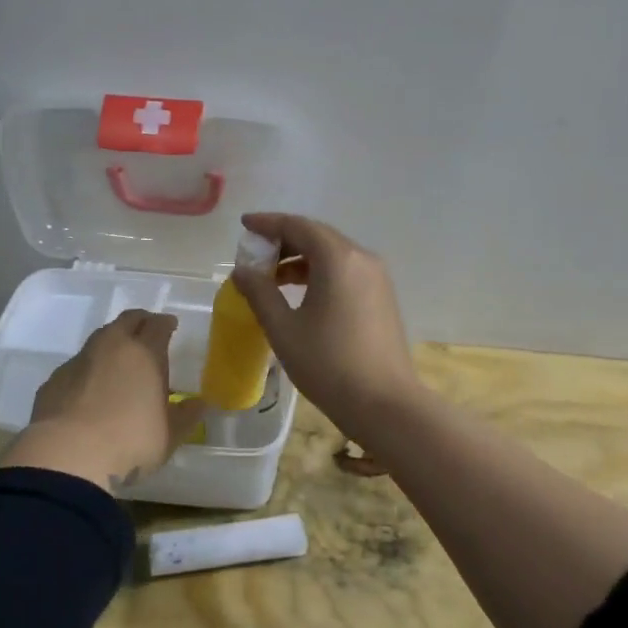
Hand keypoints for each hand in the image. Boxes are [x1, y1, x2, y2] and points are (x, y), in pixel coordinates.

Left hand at [2, 309, 208, 494]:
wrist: (67, 456)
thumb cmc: (130, 441)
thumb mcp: (169, 435)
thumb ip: (186, 416)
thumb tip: (200, 404)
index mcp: (144, 353)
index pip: (158, 325)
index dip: (166, 323)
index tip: (170, 326)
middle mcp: (111, 346)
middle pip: (127, 321)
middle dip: (139, 322)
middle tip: (147, 331)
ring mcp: (79, 361)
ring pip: (99, 339)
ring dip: (112, 344)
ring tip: (119, 361)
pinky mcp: (55, 379)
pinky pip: (77, 365)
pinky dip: (88, 369)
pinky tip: (90, 389)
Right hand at [231, 213, 422, 446]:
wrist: (384, 404)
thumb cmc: (328, 364)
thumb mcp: (283, 328)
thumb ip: (260, 293)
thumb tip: (243, 271)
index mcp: (337, 258)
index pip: (297, 226)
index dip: (268, 223)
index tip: (245, 225)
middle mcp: (361, 258)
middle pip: (317, 235)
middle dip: (284, 240)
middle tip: (255, 254)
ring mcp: (377, 277)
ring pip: (333, 253)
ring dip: (301, 258)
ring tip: (272, 278)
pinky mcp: (382, 296)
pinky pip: (346, 270)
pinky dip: (320, 272)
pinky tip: (301, 294)